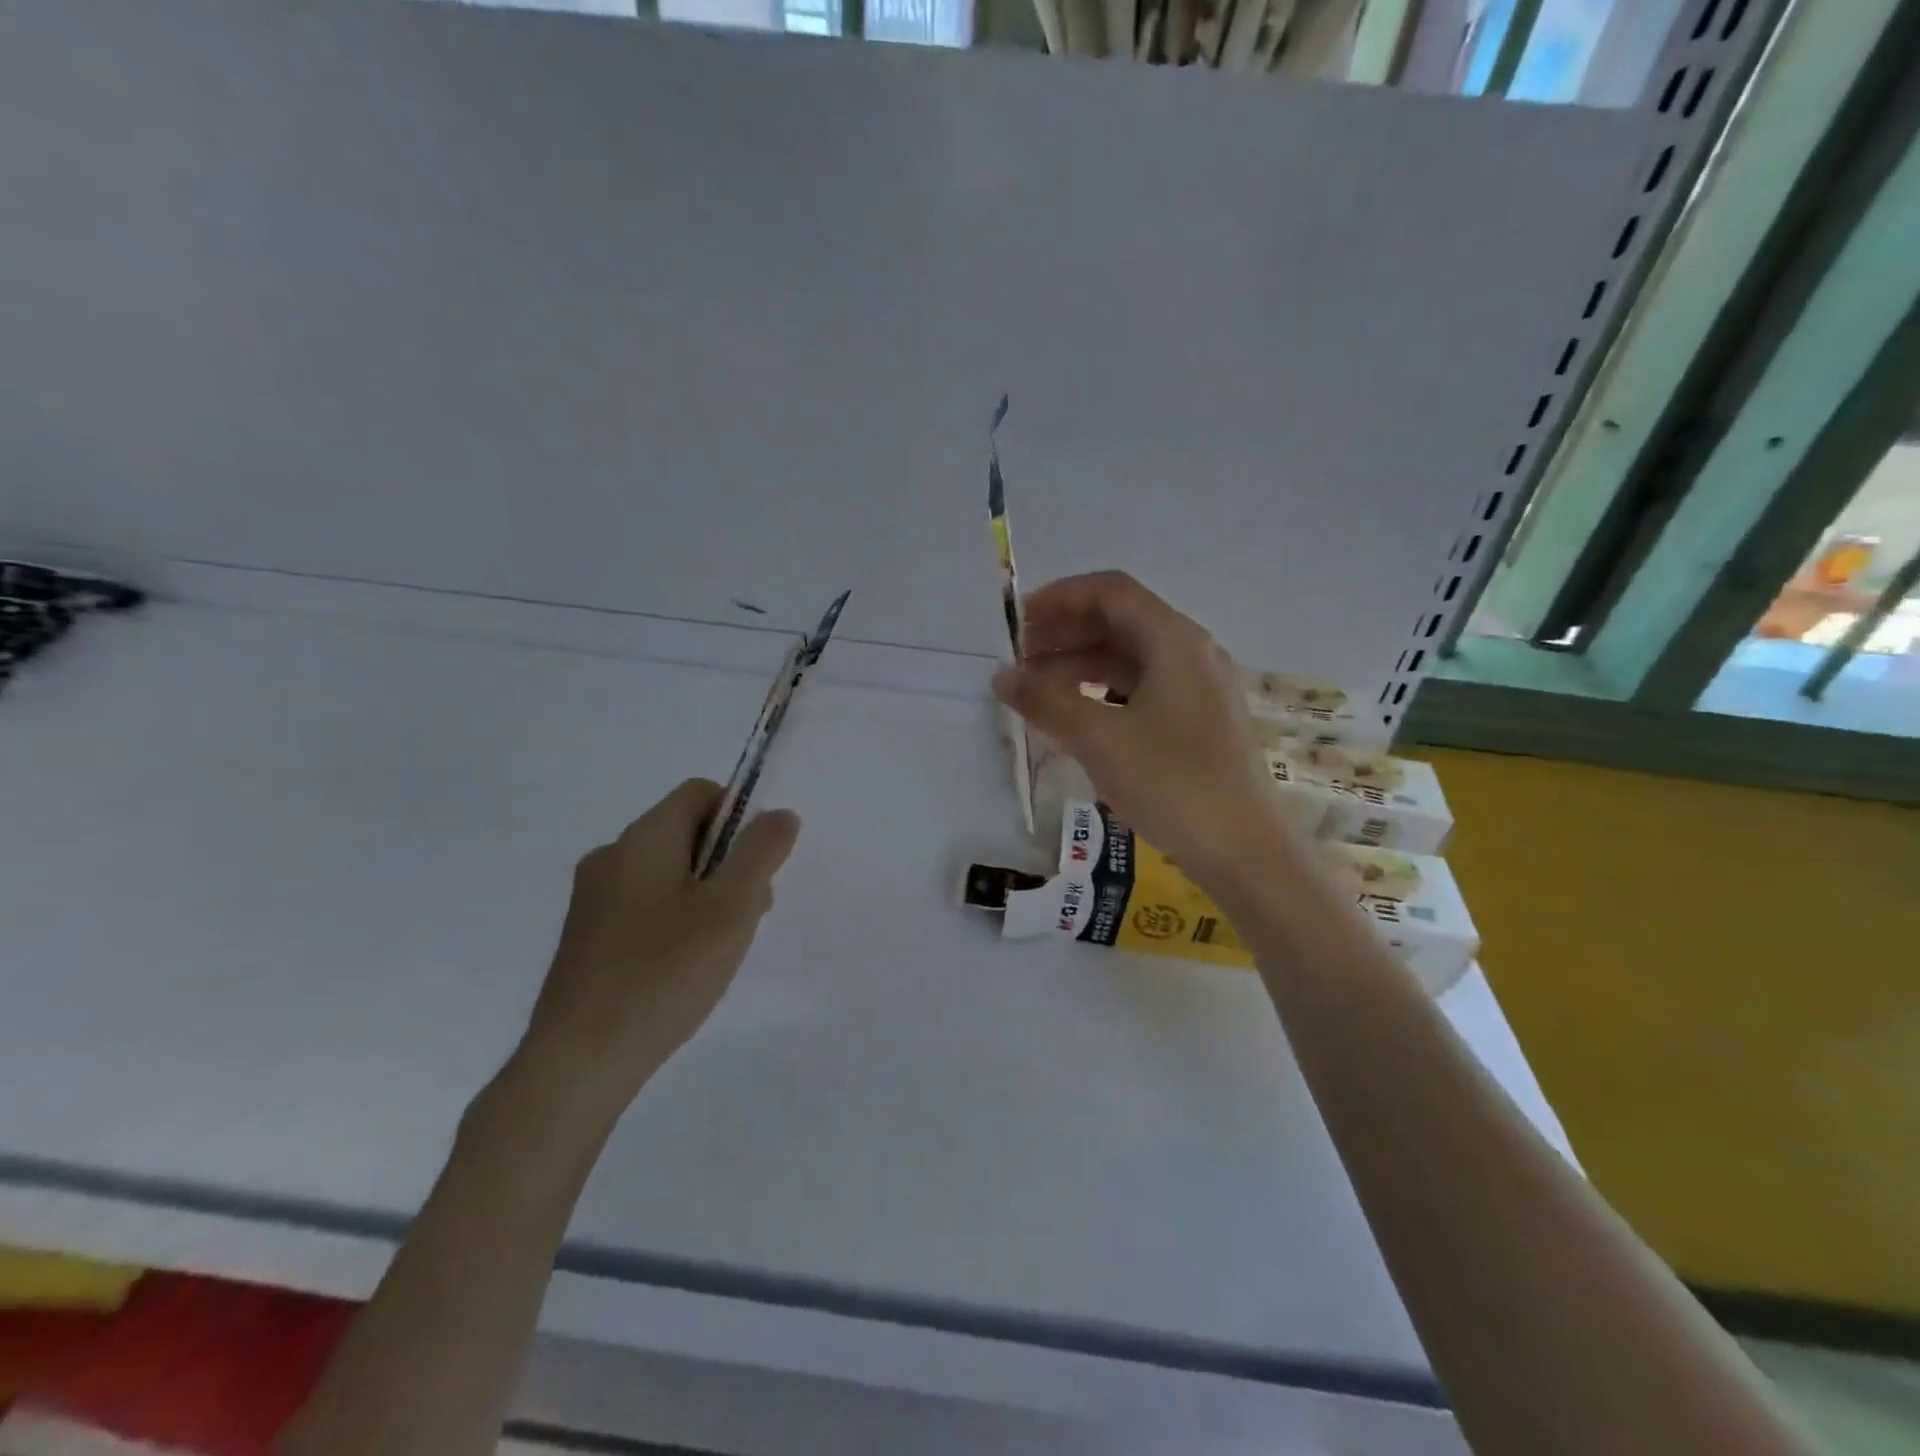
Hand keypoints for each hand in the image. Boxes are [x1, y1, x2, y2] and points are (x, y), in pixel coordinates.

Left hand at [517, 779, 800, 1111]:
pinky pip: (643, 905)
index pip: (700, 793)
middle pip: (685, 833)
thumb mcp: (731, 908)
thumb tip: (780, 814)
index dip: (739, 816)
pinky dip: (674, 920)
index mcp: (642, 838)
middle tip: (745, 916)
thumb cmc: (664, 973)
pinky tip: (681, 968)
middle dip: (727, 863)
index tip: (757, 867)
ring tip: (716, 950)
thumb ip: (761, 852)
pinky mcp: (586, 937)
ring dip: (704, 895)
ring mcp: (592, 899)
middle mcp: (611, 856)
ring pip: (667, 872)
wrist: (579, 1063)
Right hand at [993, 571, 1279, 882]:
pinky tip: (1078, 715)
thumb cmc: (1172, 783)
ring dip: (1082, 664)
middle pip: (1121, 621)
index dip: (1060, 598)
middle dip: (1066, 633)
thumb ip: (1047, 701)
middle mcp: (1192, 652)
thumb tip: (1003, 678)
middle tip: (1020, 660)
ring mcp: (1200, 688)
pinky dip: (1104, 691)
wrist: (1245, 851)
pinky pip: (1144, 687)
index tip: (1018, 622)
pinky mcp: (1200, 721)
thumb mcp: (1100, 740)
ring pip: (1131, 657)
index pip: (1111, 592)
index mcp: (1174, 640)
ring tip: (1038, 691)